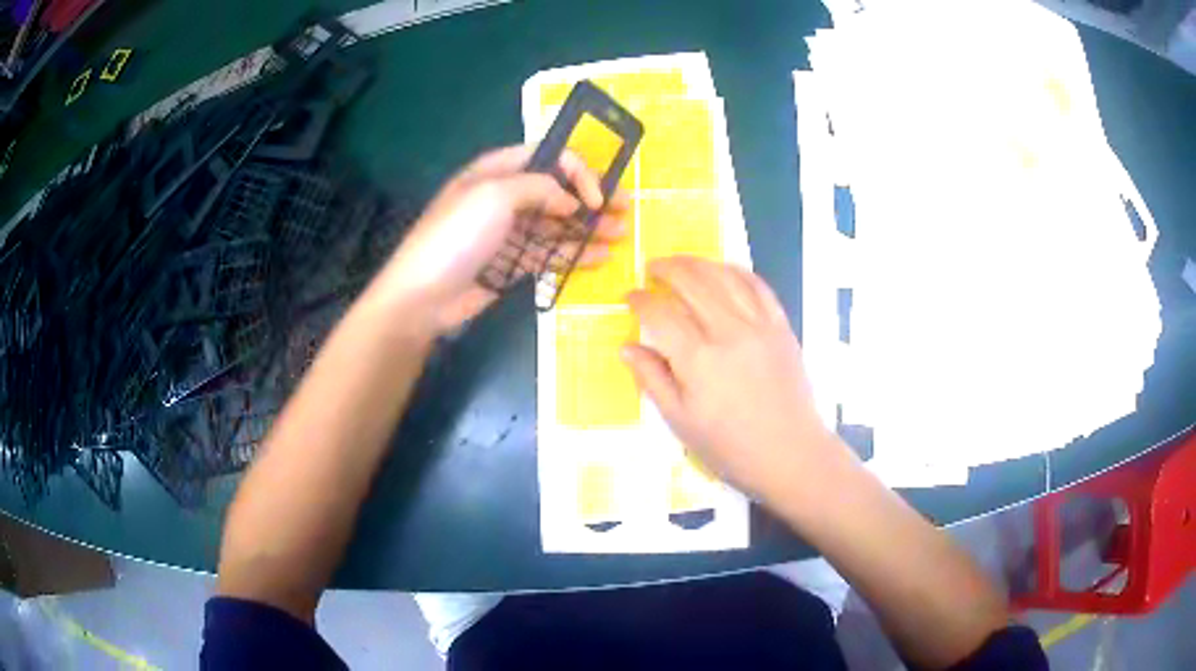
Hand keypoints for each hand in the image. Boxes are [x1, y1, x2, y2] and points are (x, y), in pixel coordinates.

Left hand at [373, 144, 629, 332]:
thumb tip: (571, 202)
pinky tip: (600, 256)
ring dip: (589, 226)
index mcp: (496, 171)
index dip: (577, 169)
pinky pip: (549, 253)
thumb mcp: (495, 196)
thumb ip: (540, 188)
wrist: (423, 296)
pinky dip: (574, 253)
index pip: (547, 155)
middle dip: (591, 196)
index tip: (596, 196)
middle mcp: (505, 196)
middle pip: (556, 189)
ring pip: (557, 223)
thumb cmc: (456, 236)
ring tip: (621, 233)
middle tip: (625, 207)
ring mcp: (508, 232)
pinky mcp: (511, 263)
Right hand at [623, 257, 848, 502]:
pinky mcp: (781, 327)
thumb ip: (653, 379)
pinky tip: (725, 269)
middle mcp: (728, 332)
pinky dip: (738, 272)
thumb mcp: (681, 421)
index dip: (640, 300)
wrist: (789, 453)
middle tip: (652, 268)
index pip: (661, 314)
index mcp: (698, 360)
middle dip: (667, 269)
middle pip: (693, 283)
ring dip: (699, 263)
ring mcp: (759, 326)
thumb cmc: (729, 447)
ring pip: (725, 277)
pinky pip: (759, 287)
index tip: (629, 296)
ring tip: (682, 262)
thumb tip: (627, 348)